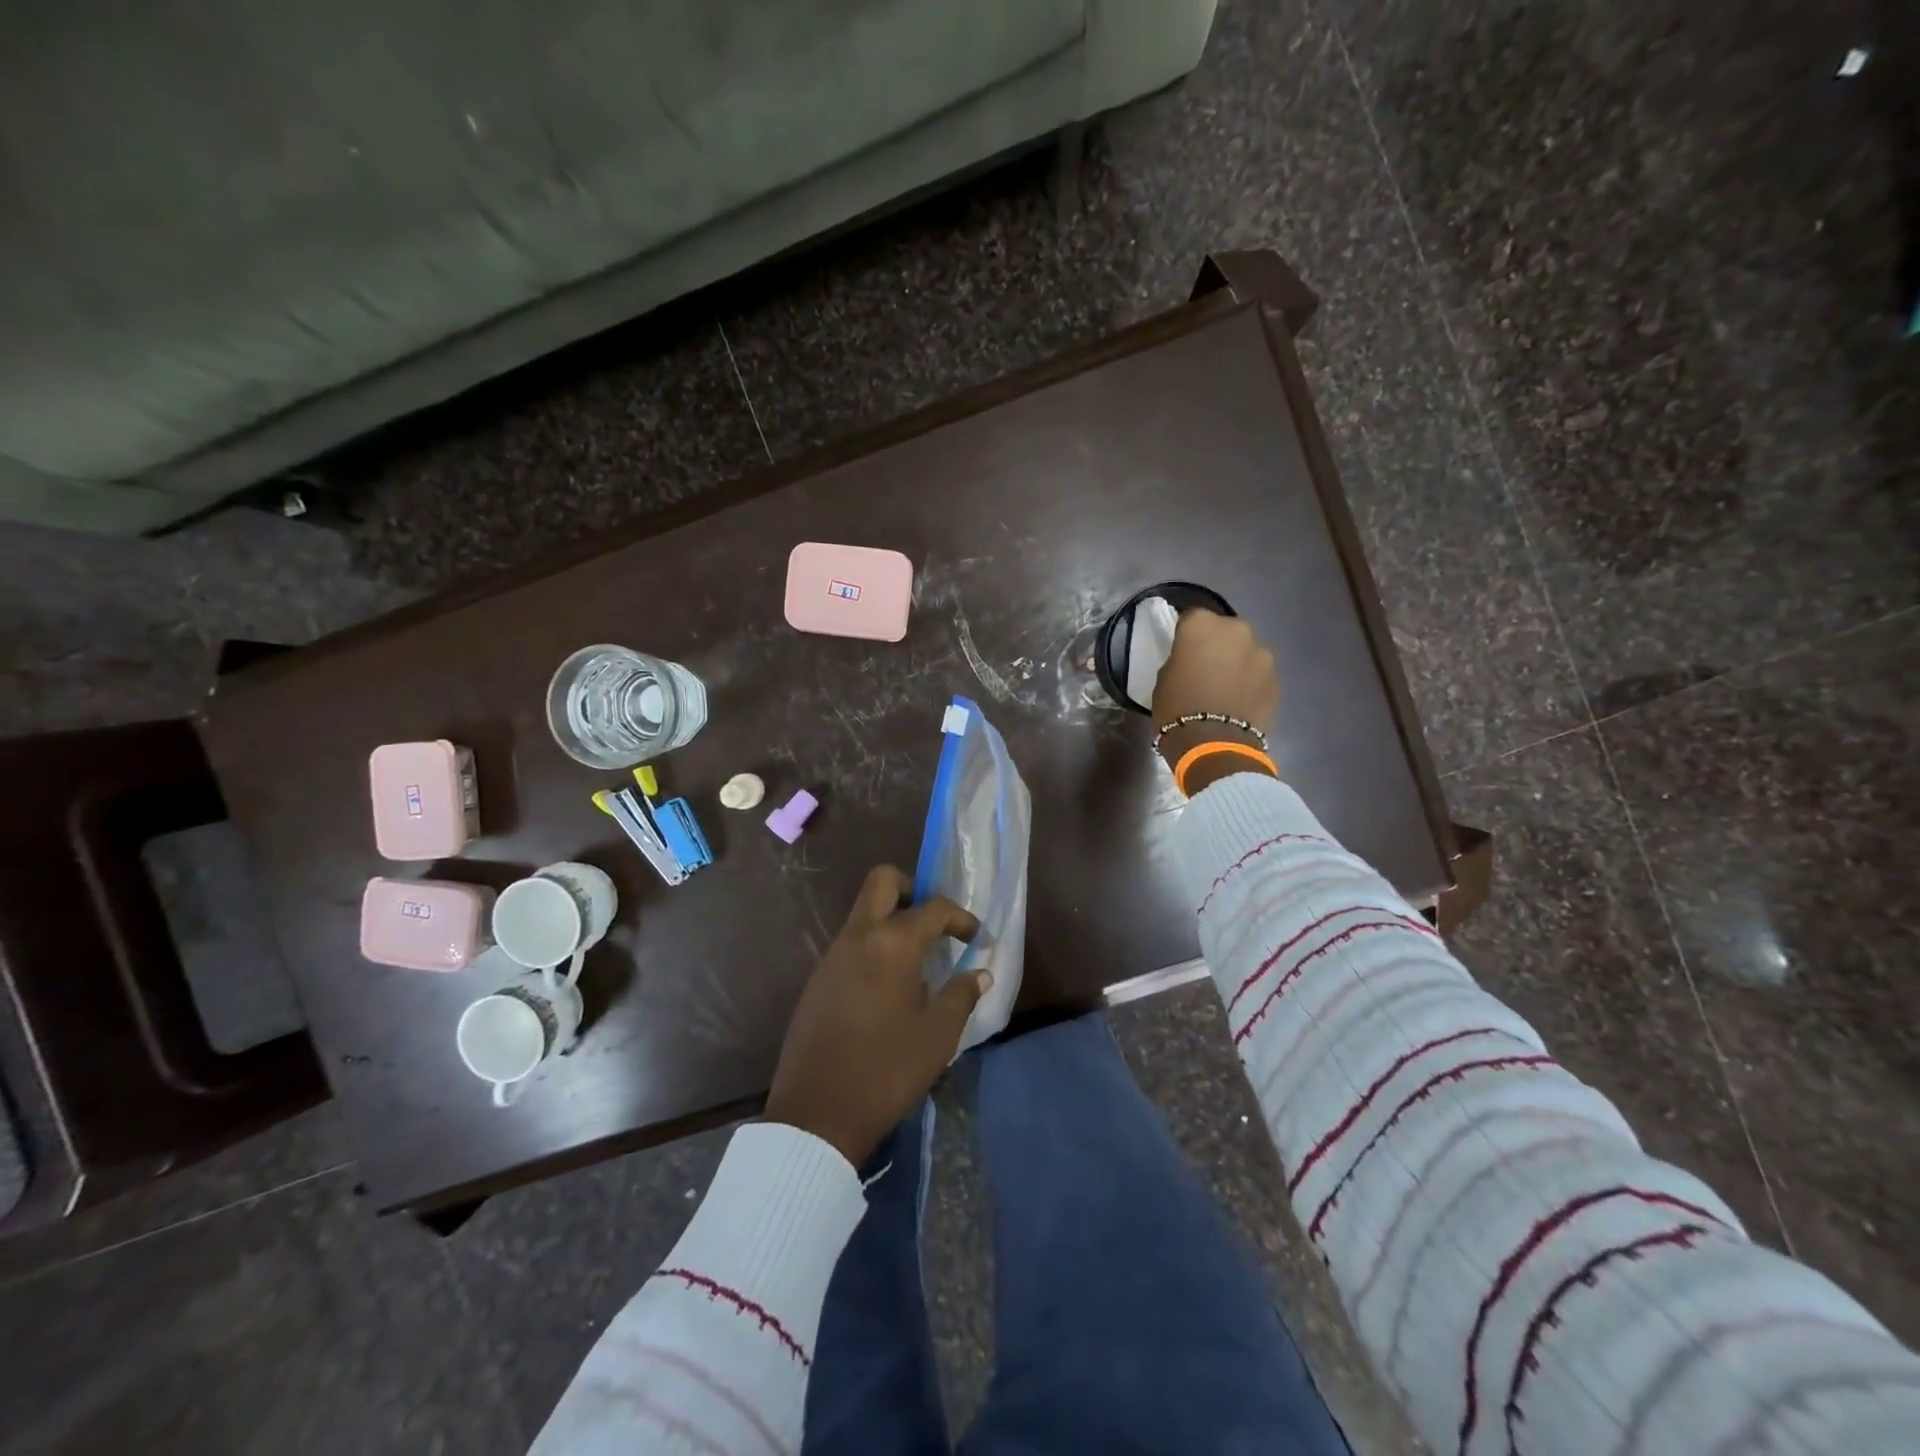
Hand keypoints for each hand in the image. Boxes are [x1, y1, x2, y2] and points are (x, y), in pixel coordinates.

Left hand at [764, 866, 986, 1167]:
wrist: (816, 1114)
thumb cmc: (887, 1070)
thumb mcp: (938, 1036)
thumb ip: (961, 996)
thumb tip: (980, 974)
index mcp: (892, 944)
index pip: (933, 908)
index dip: (960, 917)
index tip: (976, 937)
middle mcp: (858, 937)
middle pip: (883, 882)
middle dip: (913, 890)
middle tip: (934, 924)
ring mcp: (831, 956)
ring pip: (863, 913)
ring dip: (891, 920)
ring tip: (917, 962)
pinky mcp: (817, 980)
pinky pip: (850, 943)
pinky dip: (873, 947)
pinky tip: (888, 987)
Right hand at [1151, 610, 1279, 790]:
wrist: (1214, 744)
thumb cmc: (1177, 708)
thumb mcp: (1164, 678)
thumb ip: (1181, 659)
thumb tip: (1192, 659)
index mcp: (1201, 624)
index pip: (1191, 618)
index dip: (1186, 634)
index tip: (1182, 651)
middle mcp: (1236, 629)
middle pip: (1224, 630)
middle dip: (1216, 644)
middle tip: (1205, 668)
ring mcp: (1261, 652)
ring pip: (1245, 650)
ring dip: (1236, 662)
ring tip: (1225, 688)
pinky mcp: (1276, 677)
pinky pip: (1258, 673)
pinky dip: (1250, 681)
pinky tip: (1239, 701)